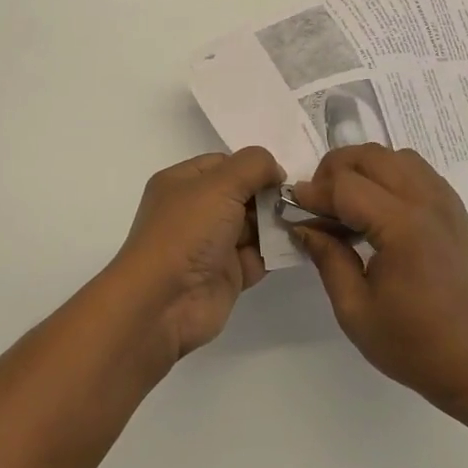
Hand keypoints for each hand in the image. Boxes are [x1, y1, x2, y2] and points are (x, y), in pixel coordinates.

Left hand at [109, 147, 283, 360]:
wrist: (164, 303)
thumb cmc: (187, 232)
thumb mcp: (220, 184)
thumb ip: (254, 165)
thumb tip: (276, 171)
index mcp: (183, 183)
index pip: (224, 164)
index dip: (253, 167)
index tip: (281, 176)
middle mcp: (195, 211)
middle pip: (242, 194)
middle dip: (270, 195)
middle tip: (297, 200)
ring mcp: (211, 245)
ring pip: (253, 225)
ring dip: (277, 223)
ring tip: (304, 220)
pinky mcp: (227, 275)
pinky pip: (259, 256)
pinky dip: (278, 251)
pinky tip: (300, 243)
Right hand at [290, 145, 467, 409]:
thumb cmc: (412, 343)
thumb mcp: (355, 309)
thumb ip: (327, 258)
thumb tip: (302, 224)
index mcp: (402, 227)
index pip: (346, 186)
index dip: (314, 192)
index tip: (292, 205)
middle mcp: (426, 201)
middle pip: (370, 156)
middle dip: (335, 170)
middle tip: (318, 202)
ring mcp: (445, 200)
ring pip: (395, 155)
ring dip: (364, 167)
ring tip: (347, 201)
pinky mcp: (455, 208)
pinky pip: (417, 170)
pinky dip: (390, 173)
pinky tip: (378, 206)